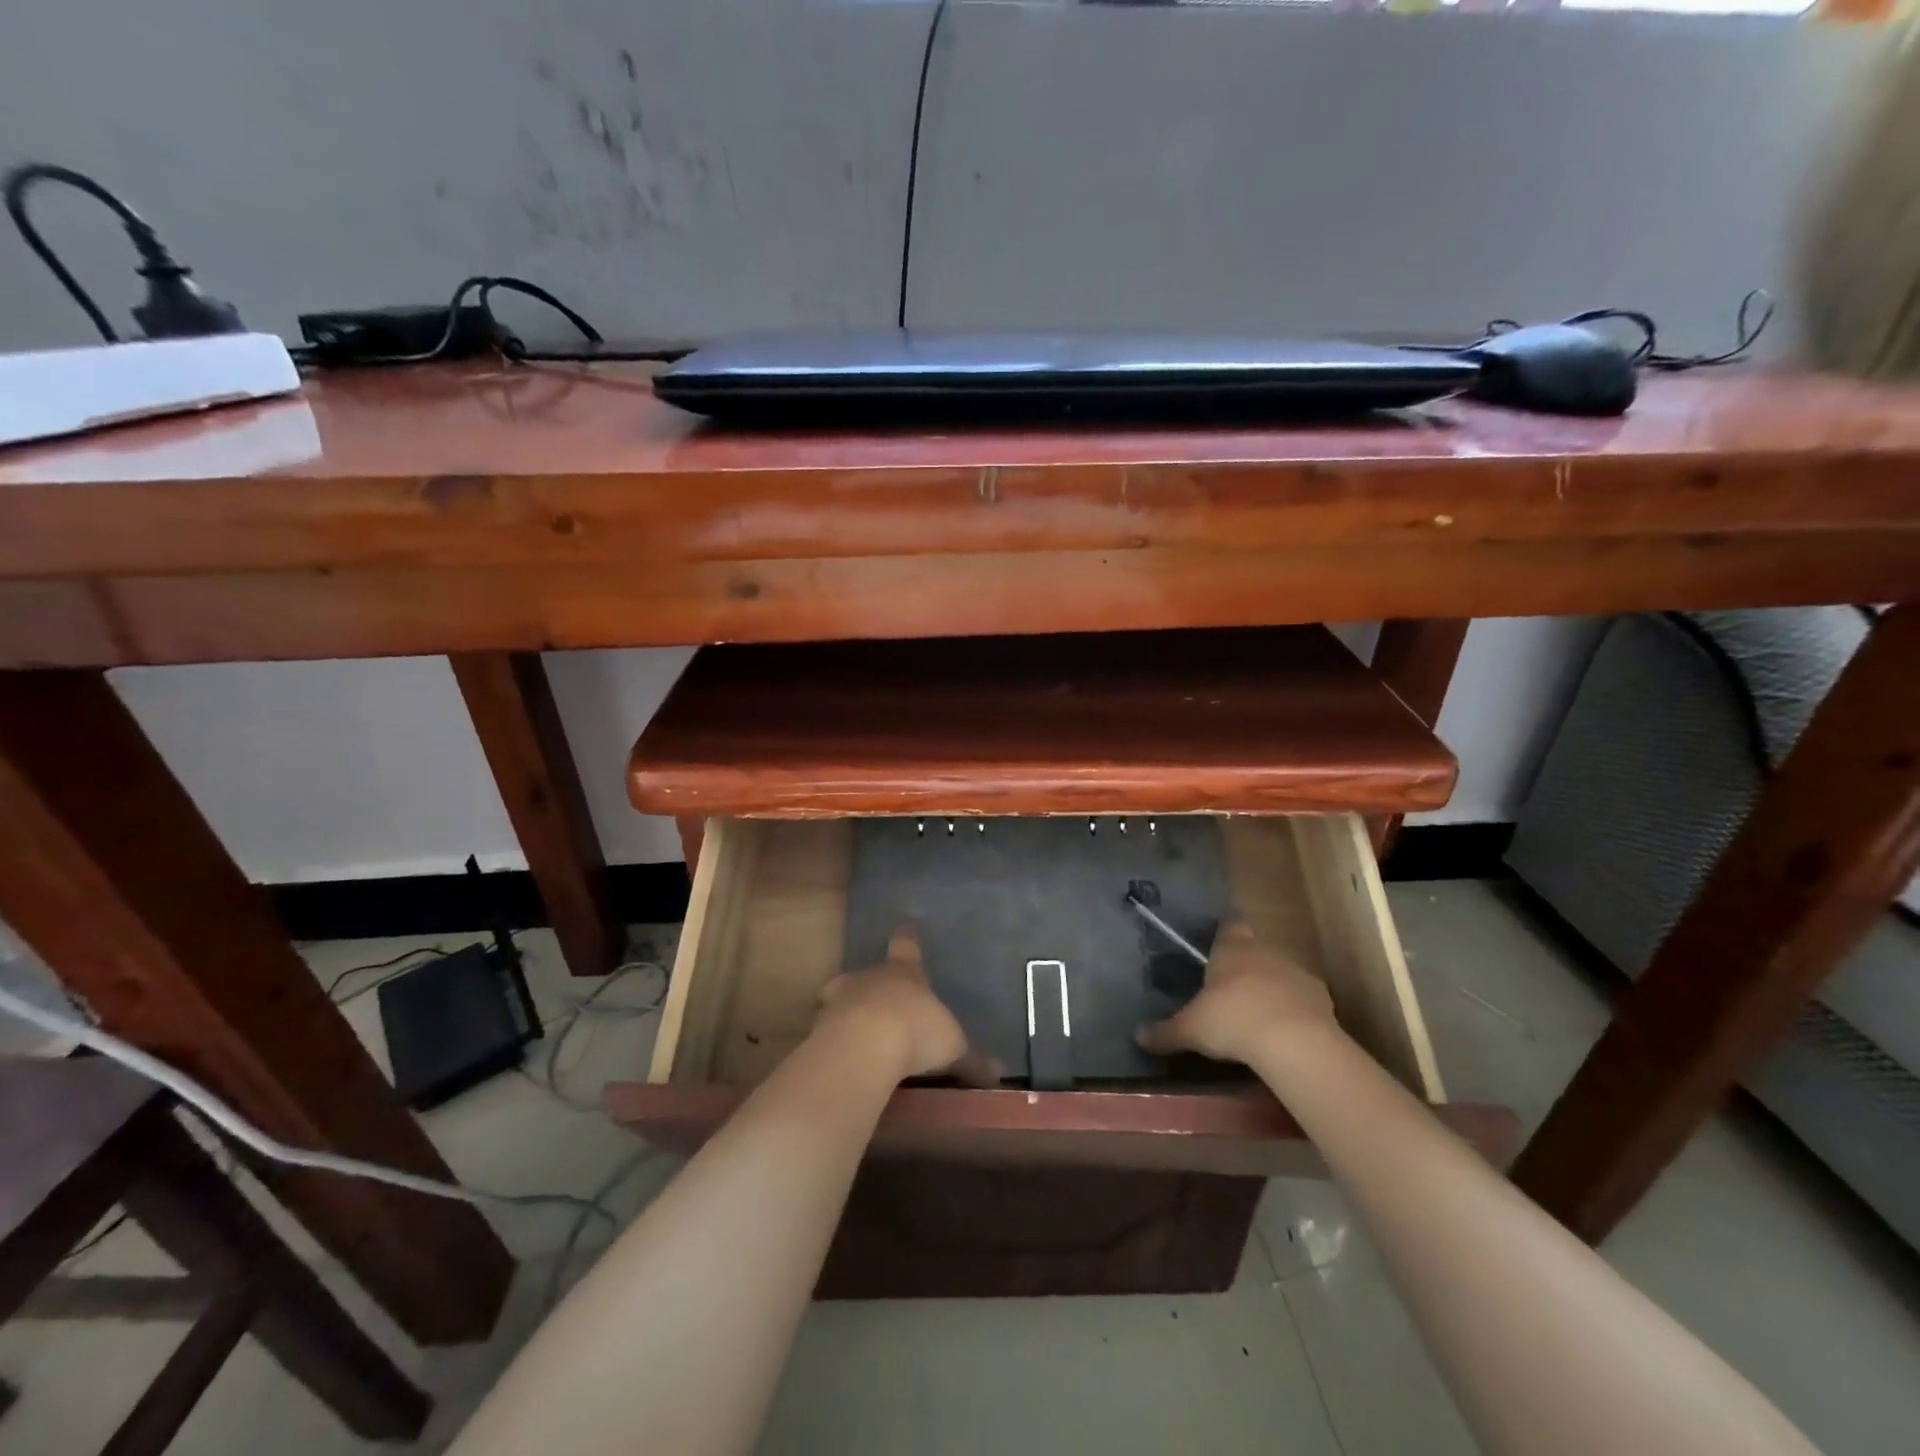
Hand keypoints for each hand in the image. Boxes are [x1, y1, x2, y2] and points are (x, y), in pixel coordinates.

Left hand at [816, 925, 990, 1082]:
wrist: (862, 1047)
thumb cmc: (915, 1033)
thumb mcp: (953, 1047)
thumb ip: (972, 1058)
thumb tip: (999, 1071)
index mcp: (905, 971)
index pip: (907, 945)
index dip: (908, 938)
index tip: (906, 927)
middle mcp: (870, 976)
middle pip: (870, 971)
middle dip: (875, 983)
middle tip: (884, 1001)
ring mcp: (840, 998)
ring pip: (842, 996)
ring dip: (851, 1010)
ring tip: (861, 1032)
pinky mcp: (818, 1026)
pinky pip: (828, 1028)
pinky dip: (836, 1039)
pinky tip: (846, 1057)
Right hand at [1136, 920, 1338, 1065]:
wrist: (1293, 1041)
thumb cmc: (1232, 1021)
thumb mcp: (1190, 1030)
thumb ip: (1165, 1032)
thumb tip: (1137, 1036)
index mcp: (1231, 949)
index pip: (1228, 928)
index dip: (1224, 937)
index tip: (1217, 952)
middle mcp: (1264, 951)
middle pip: (1255, 950)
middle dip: (1245, 967)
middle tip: (1230, 993)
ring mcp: (1297, 972)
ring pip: (1281, 973)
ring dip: (1272, 989)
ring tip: (1258, 1018)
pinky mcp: (1322, 998)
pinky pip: (1303, 999)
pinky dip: (1295, 1011)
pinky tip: (1285, 1034)